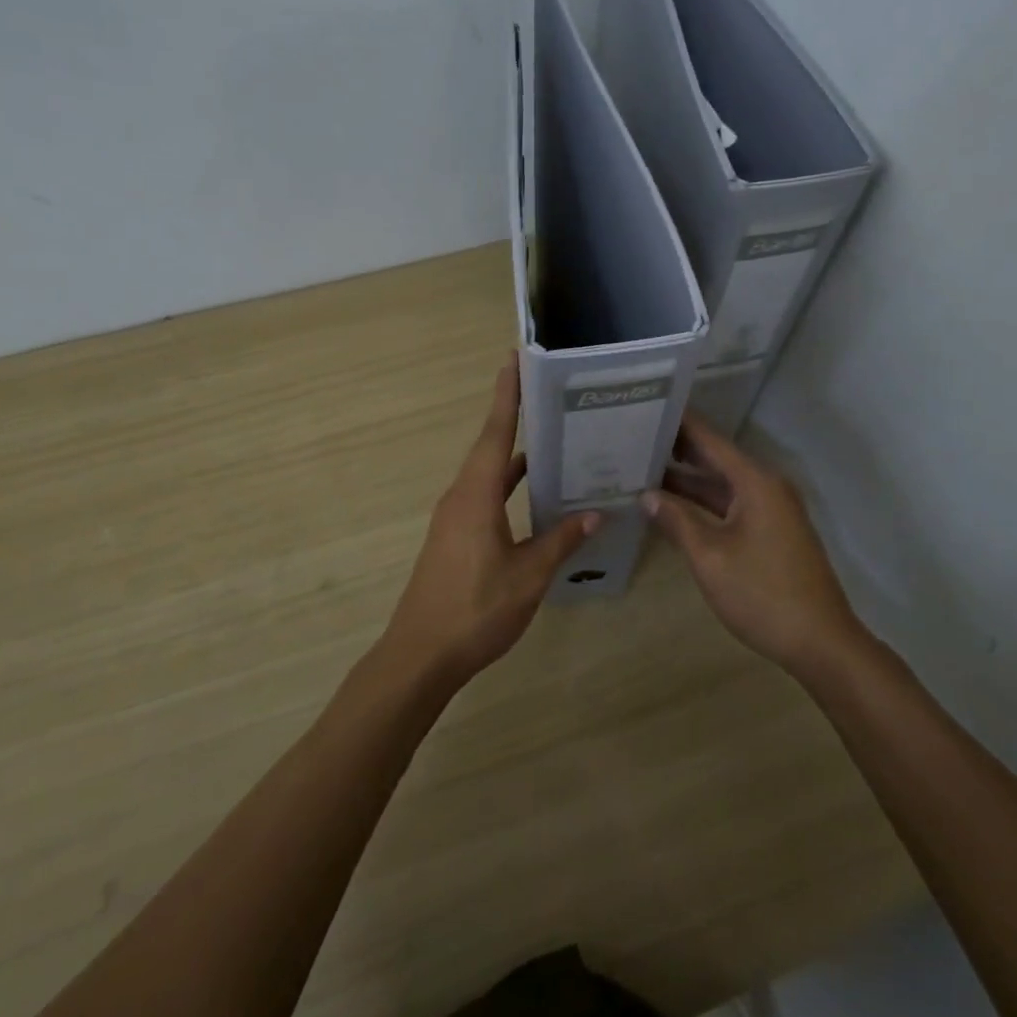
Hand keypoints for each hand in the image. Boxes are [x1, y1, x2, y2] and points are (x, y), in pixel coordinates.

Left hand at [381, 360, 598, 686]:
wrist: (421, 656)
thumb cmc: (475, 610)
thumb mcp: (528, 576)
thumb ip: (561, 541)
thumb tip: (595, 513)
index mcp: (476, 496)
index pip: (495, 433)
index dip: (507, 396)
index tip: (514, 360)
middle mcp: (461, 497)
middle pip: (490, 447)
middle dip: (515, 418)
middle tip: (549, 395)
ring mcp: (454, 518)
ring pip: (488, 474)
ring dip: (514, 455)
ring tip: (552, 440)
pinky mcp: (454, 537)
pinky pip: (485, 496)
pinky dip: (508, 486)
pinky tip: (533, 495)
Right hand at [643, 413, 858, 676]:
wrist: (820, 643)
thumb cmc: (762, 594)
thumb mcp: (710, 557)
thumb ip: (676, 520)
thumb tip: (646, 495)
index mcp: (755, 481)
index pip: (710, 439)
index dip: (679, 423)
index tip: (648, 407)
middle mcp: (765, 487)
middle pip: (716, 458)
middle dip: (677, 450)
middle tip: (634, 438)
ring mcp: (771, 510)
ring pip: (722, 485)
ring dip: (687, 480)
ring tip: (642, 469)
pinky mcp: (771, 532)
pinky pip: (730, 505)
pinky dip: (703, 503)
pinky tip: (672, 506)